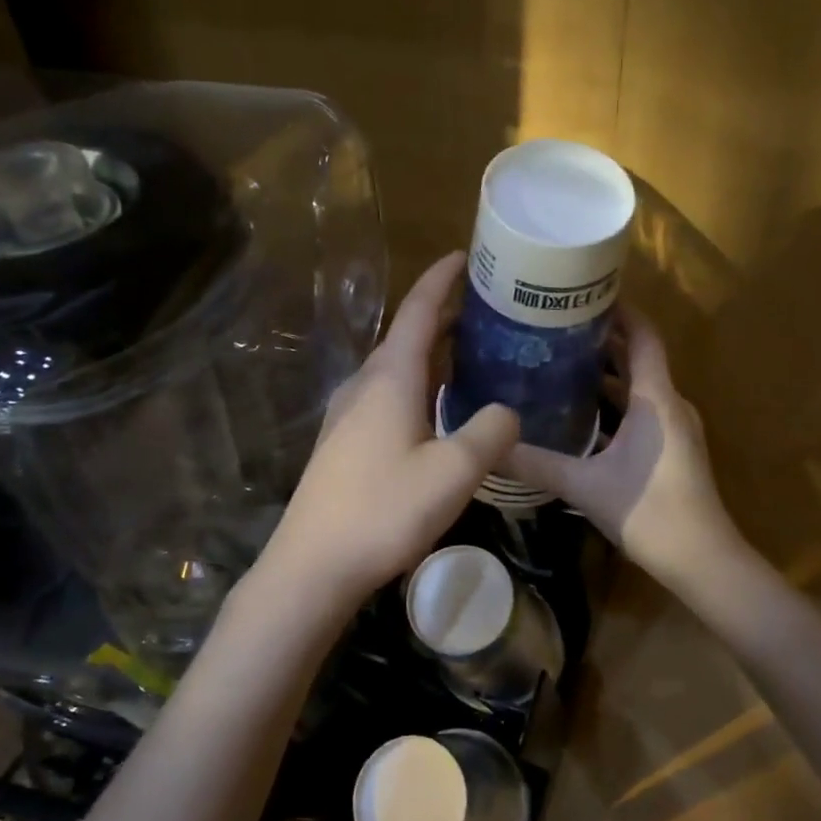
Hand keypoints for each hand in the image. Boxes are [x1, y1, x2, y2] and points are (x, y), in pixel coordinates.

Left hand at [256, 252, 518, 611]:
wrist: (313, 565)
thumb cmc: (385, 509)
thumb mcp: (454, 471)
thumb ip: (490, 432)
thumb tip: (506, 412)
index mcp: (390, 377)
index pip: (419, 310)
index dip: (442, 279)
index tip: (465, 255)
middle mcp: (364, 385)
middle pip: (407, 336)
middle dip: (445, 317)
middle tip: (488, 311)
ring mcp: (347, 414)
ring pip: (396, 369)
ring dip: (432, 354)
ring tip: (470, 355)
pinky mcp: (343, 443)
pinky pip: (386, 396)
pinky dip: (418, 385)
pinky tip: (436, 410)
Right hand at [504, 306, 743, 594]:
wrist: (702, 561)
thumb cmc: (649, 512)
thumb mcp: (584, 486)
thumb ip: (536, 464)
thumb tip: (489, 446)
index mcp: (655, 399)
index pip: (643, 336)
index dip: (620, 310)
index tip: (585, 293)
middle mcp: (668, 405)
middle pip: (638, 357)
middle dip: (602, 339)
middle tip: (556, 327)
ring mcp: (673, 428)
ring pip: (639, 387)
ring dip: (606, 373)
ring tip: (560, 362)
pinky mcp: (670, 450)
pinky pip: (641, 411)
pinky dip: (614, 403)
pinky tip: (580, 412)